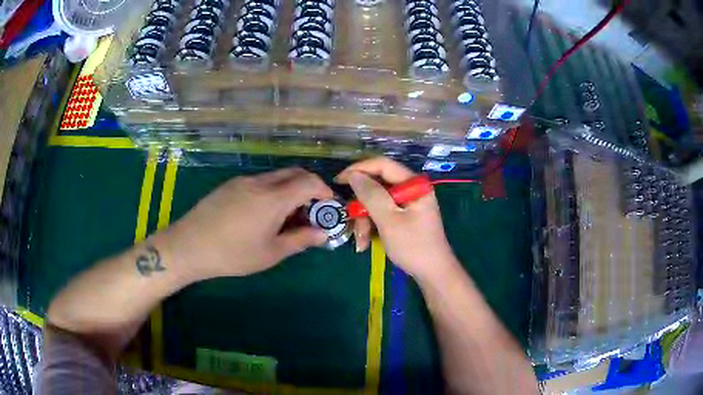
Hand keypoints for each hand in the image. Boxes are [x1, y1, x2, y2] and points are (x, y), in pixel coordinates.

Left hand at [158, 168, 332, 281]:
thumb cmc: (233, 254)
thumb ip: (300, 240)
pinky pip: (259, 181)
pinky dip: (272, 190)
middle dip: (309, 186)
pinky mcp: (230, 185)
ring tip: (286, 215)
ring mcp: (243, 181)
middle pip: (294, 173)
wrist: (189, 245)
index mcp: (273, 198)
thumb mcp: (271, 253)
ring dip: (290, 189)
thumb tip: (323, 233)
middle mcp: (260, 182)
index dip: (324, 191)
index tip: (328, 207)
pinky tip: (263, 213)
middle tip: (310, 210)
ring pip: (276, 176)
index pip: (309, 182)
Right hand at [336, 157, 457, 280]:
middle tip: (351, 221)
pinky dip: (372, 226)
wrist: (432, 273)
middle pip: (377, 186)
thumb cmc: (413, 246)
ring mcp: (408, 203)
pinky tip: (367, 242)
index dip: (359, 169)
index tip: (338, 181)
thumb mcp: (389, 220)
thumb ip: (371, 195)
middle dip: (362, 206)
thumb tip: (353, 175)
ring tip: (362, 241)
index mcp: (414, 184)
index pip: (382, 165)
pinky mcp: (404, 215)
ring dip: (365, 221)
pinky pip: (382, 213)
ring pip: (376, 202)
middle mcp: (411, 188)